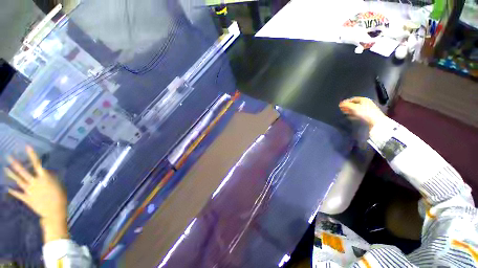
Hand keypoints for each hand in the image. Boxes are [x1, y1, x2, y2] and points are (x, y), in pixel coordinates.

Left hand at [5, 146, 68, 242]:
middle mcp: (34, 182)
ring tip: (5, 168)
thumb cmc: (60, 196)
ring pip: (18, 181)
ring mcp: (29, 190)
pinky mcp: (27, 198)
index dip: (32, 155)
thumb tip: (47, 172)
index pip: (37, 163)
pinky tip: (7, 188)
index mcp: (44, 177)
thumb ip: (52, 178)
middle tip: (8, 156)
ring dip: (11, 174)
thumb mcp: (59, 185)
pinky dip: (12, 191)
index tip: (27, 146)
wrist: (55, 211)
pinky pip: (18, 194)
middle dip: (15, 163)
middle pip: (23, 171)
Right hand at [339, 97, 385, 128]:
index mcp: (363, 99)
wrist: (375, 121)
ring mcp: (367, 109)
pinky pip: (358, 113)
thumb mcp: (354, 107)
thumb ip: (346, 105)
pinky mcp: (367, 115)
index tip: (340, 105)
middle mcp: (366, 103)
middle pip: (354, 104)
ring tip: (344, 113)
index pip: (352, 99)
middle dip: (347, 106)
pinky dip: (353, 114)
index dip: (346, 102)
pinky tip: (350, 116)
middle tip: (341, 109)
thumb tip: (341, 104)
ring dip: (349, 110)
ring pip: (356, 109)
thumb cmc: (365, 112)